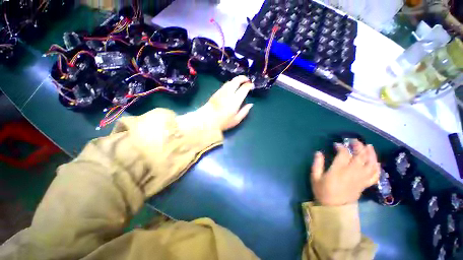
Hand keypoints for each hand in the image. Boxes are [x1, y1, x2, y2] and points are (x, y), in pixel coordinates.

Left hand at [203, 75, 253, 130]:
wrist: (206, 120)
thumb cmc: (223, 122)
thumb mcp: (236, 120)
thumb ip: (244, 111)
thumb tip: (251, 104)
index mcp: (235, 100)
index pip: (244, 88)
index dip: (249, 85)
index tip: (252, 86)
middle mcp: (229, 93)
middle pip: (236, 80)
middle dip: (243, 78)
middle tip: (247, 80)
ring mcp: (221, 91)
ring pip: (230, 81)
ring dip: (236, 80)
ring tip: (240, 82)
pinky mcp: (216, 92)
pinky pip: (225, 85)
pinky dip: (230, 83)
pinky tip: (232, 87)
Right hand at [310, 140, 380, 205]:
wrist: (335, 208)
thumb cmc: (323, 191)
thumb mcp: (315, 177)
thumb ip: (317, 164)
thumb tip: (318, 152)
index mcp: (339, 170)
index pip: (344, 154)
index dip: (341, 147)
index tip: (336, 144)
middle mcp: (352, 173)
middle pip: (360, 156)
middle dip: (358, 146)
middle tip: (354, 141)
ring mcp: (361, 179)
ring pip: (371, 164)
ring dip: (371, 154)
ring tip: (369, 146)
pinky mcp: (365, 184)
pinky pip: (375, 175)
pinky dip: (377, 167)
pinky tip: (376, 161)